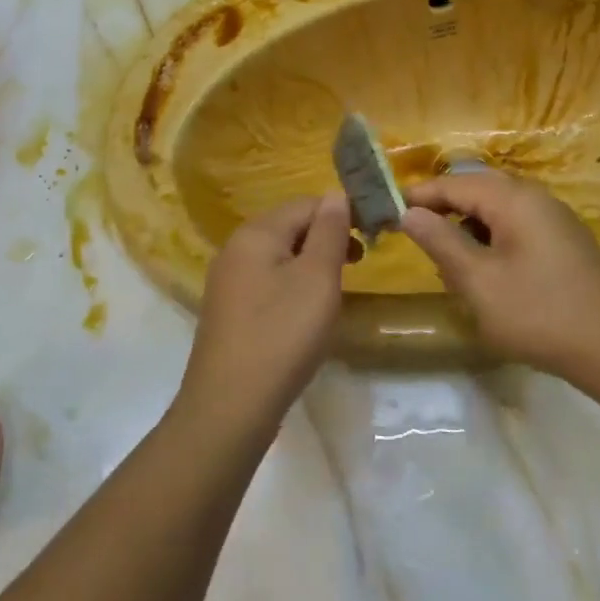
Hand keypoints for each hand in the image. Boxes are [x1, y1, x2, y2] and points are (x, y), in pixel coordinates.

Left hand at [179, 194, 353, 434]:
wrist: (230, 406)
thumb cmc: (282, 335)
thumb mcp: (317, 279)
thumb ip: (329, 232)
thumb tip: (336, 195)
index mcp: (256, 232)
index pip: (305, 203)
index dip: (341, 212)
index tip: (371, 235)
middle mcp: (236, 248)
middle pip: (289, 226)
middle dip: (326, 237)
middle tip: (358, 263)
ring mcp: (228, 280)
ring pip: (279, 255)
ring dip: (311, 263)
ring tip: (336, 288)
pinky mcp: (228, 310)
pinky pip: (267, 280)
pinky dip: (292, 285)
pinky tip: (305, 312)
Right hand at [400, 172, 599, 375]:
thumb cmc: (539, 313)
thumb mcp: (478, 281)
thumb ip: (440, 242)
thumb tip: (410, 213)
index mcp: (513, 199)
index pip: (453, 183)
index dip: (419, 195)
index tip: (387, 211)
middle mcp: (534, 198)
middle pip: (476, 189)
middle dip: (443, 209)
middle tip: (414, 234)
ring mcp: (553, 220)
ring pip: (495, 209)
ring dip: (466, 226)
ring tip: (446, 259)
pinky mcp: (563, 243)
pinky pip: (514, 226)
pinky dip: (490, 239)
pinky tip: (484, 271)